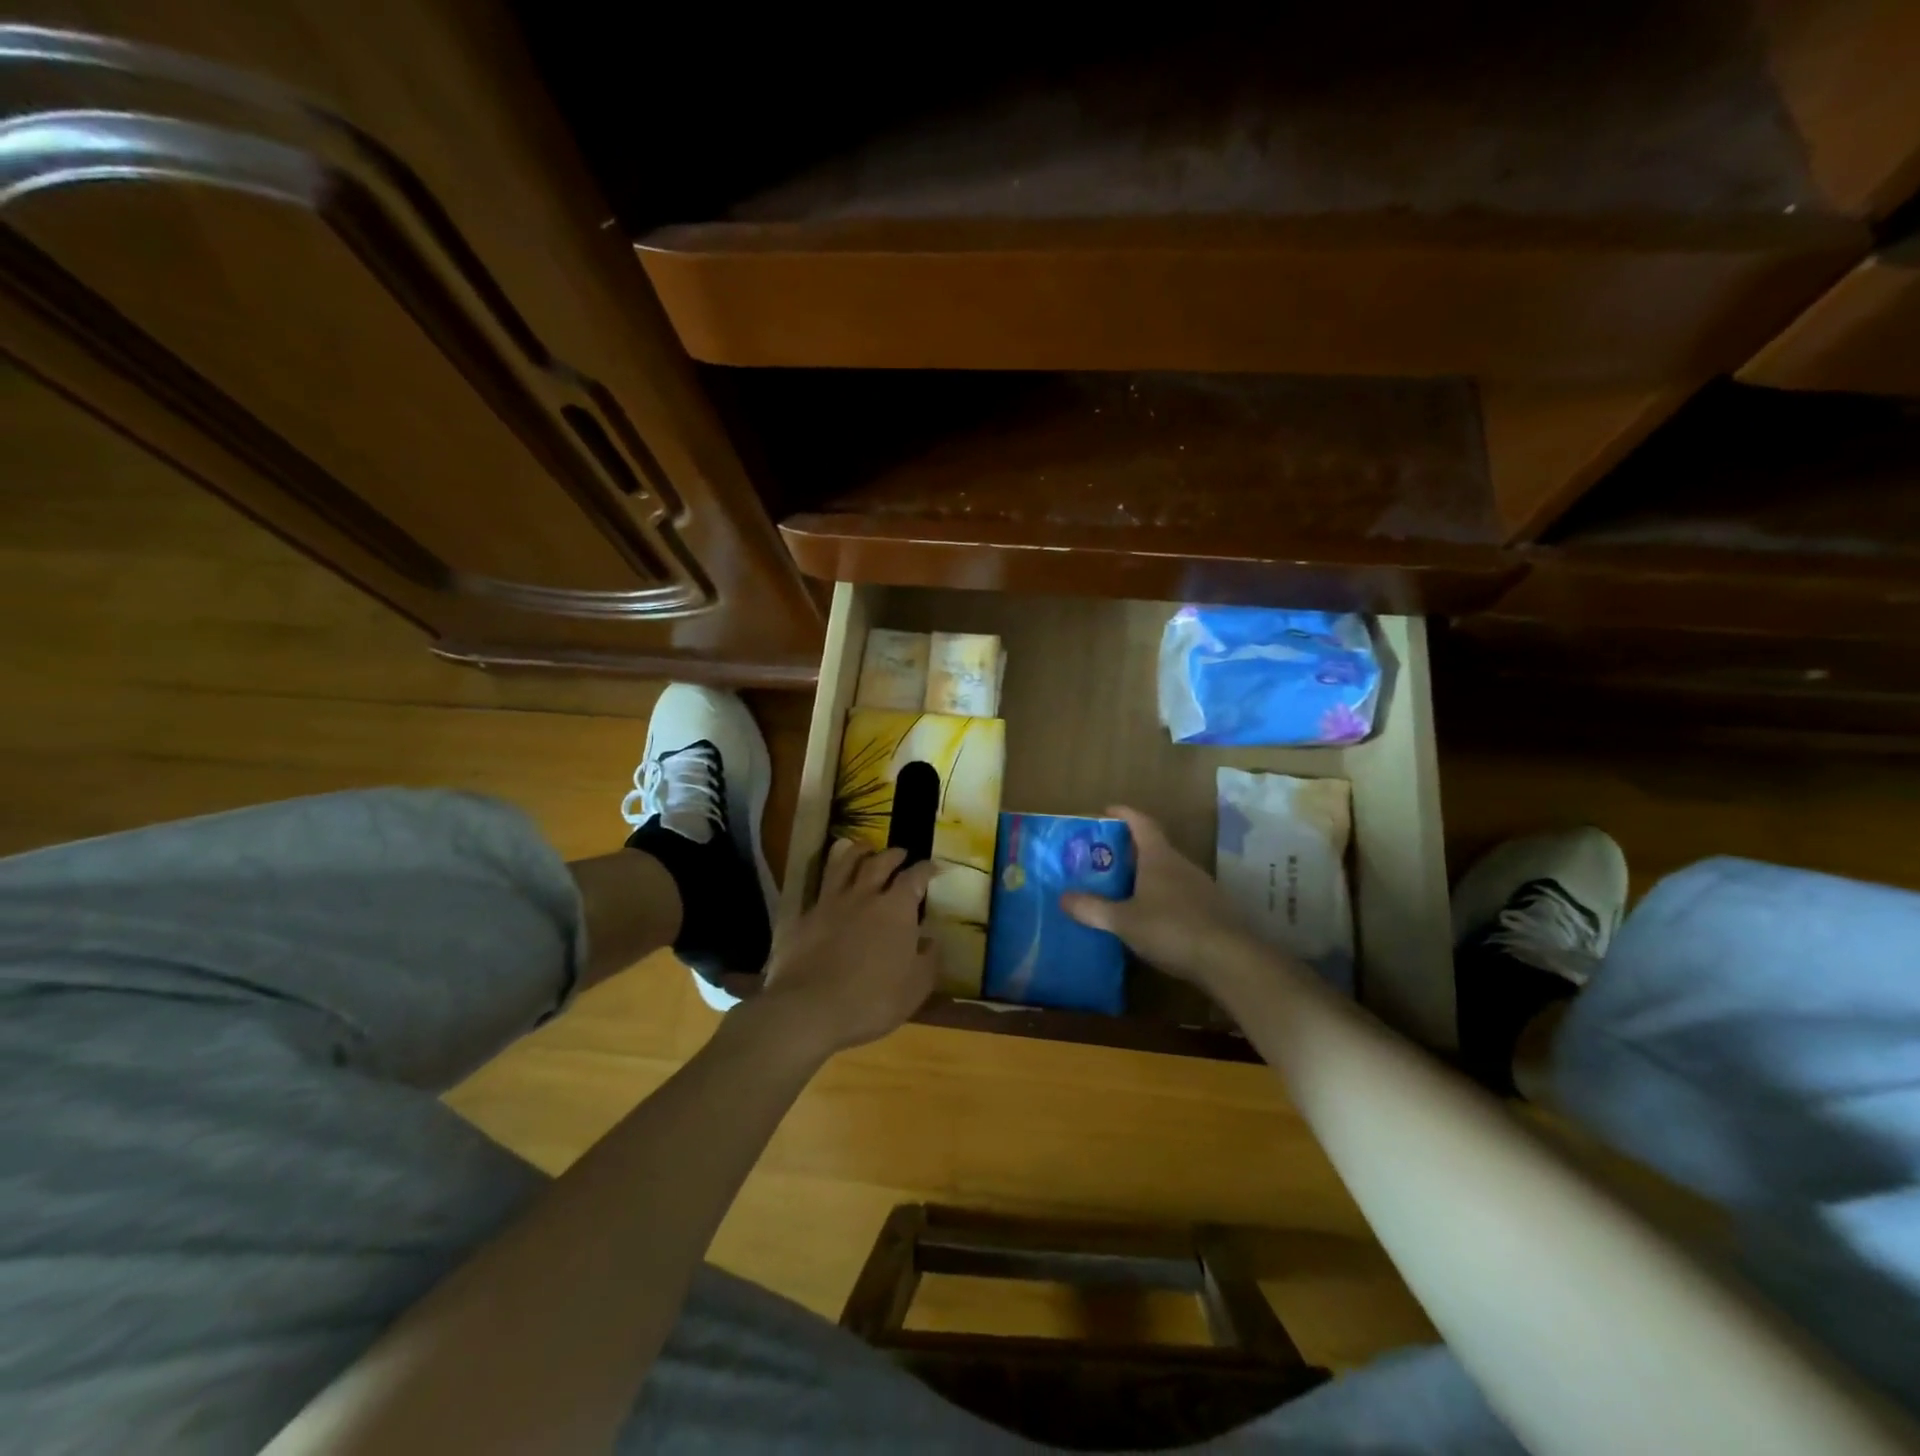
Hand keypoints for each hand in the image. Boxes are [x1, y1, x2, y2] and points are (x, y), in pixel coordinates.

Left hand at [758, 838, 938, 1057]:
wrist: (809, 1008)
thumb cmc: (871, 1000)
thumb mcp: (915, 988)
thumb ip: (928, 960)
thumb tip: (932, 940)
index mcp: (896, 908)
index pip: (915, 877)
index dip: (926, 869)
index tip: (934, 866)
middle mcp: (864, 896)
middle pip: (879, 862)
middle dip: (893, 854)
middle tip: (900, 853)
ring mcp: (830, 903)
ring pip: (843, 864)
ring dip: (857, 851)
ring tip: (864, 847)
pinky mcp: (804, 917)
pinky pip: (818, 889)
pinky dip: (827, 881)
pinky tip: (829, 885)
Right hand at [1060, 806, 1269, 997]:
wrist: (1229, 959)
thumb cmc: (1171, 929)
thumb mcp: (1124, 921)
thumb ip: (1092, 908)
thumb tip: (1063, 897)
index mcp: (1159, 857)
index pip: (1140, 822)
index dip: (1123, 813)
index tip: (1105, 811)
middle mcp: (1181, 864)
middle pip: (1153, 846)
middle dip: (1128, 849)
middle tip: (1103, 858)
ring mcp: (1200, 886)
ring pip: (1168, 872)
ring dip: (1146, 875)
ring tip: (1123, 889)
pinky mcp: (1212, 910)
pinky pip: (1180, 894)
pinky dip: (1162, 897)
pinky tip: (1151, 918)